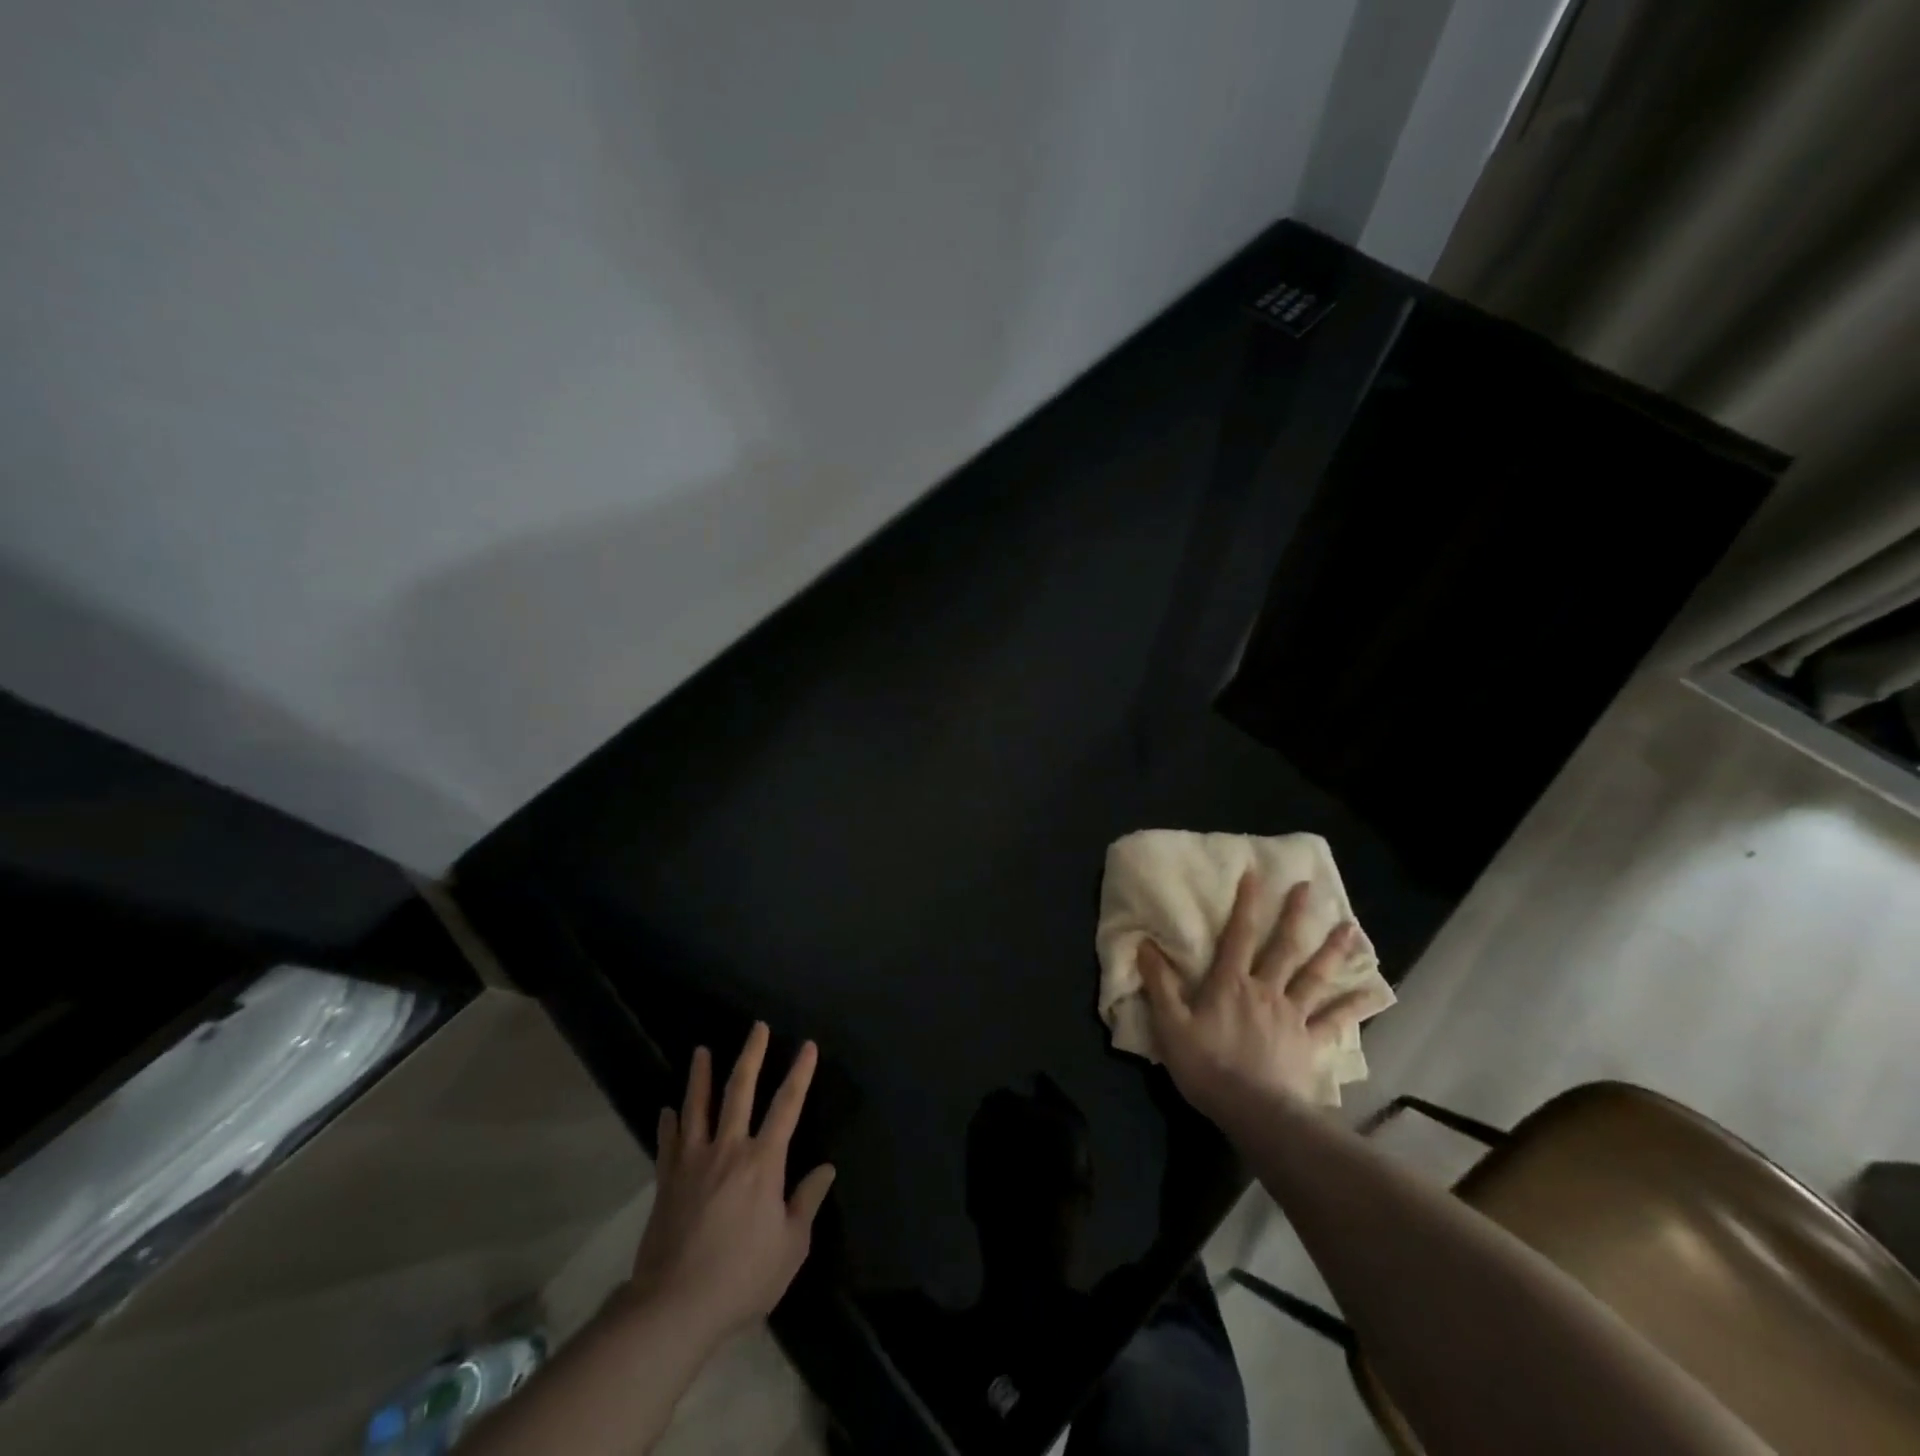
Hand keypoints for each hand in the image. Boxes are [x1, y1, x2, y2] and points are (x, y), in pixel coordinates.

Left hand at [628, 1023, 835, 1341]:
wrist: (674, 1306)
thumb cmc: (742, 1277)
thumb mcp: (790, 1247)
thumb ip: (807, 1202)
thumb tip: (825, 1169)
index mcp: (763, 1162)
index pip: (787, 1106)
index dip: (800, 1073)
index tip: (807, 1046)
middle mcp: (729, 1149)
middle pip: (740, 1090)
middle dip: (751, 1055)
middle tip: (757, 1027)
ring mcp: (693, 1161)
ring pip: (698, 1106)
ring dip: (701, 1076)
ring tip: (701, 1051)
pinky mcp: (666, 1180)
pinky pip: (668, 1142)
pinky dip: (669, 1122)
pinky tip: (668, 1110)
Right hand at [1139, 873, 1360, 1120]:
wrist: (1253, 1112)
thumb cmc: (1207, 1067)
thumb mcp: (1171, 1025)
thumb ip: (1159, 984)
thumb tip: (1144, 945)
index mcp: (1230, 983)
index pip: (1238, 935)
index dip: (1246, 904)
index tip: (1255, 874)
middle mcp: (1265, 990)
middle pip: (1283, 947)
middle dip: (1295, 915)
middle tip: (1309, 888)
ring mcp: (1292, 1016)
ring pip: (1315, 976)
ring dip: (1332, 950)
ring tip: (1350, 927)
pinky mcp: (1310, 1042)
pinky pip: (1336, 1020)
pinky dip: (1355, 1005)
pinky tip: (1375, 992)